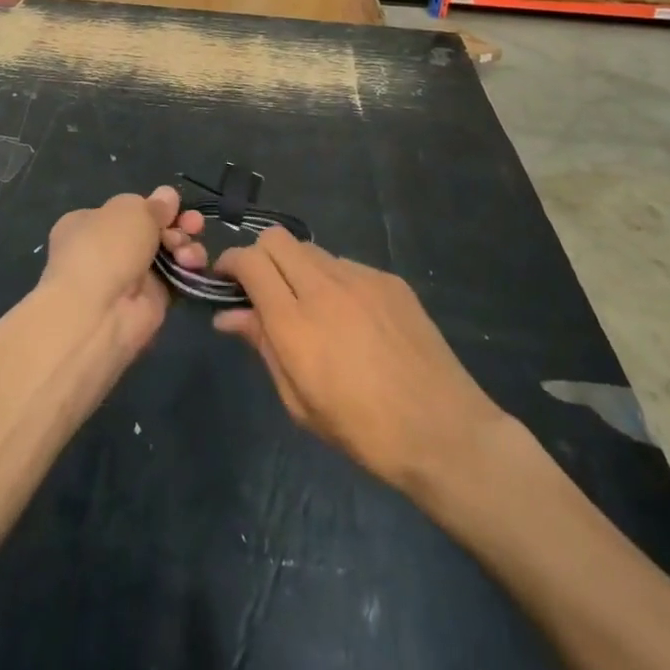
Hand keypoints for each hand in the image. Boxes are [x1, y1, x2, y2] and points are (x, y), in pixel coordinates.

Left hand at [40, 187, 205, 358]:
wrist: (98, 314)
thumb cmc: (105, 248)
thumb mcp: (130, 210)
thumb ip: (153, 205)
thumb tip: (167, 196)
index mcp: (88, 223)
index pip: (126, 210)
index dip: (152, 206)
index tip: (174, 205)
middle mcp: (106, 250)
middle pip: (151, 230)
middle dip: (175, 224)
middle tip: (194, 223)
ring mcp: (129, 277)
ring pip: (167, 253)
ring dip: (184, 245)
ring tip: (186, 248)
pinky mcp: (150, 302)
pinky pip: (175, 278)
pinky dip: (188, 269)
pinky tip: (192, 263)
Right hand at [215, 228, 504, 493]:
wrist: (444, 431)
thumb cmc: (364, 431)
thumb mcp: (300, 402)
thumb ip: (262, 347)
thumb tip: (228, 316)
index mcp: (295, 322)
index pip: (249, 261)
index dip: (230, 262)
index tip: (226, 280)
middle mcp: (323, 287)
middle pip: (276, 239)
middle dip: (261, 256)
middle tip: (263, 289)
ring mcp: (360, 278)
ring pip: (311, 250)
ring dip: (298, 268)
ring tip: (310, 307)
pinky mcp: (389, 280)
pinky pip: (347, 265)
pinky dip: (334, 281)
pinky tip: (351, 317)